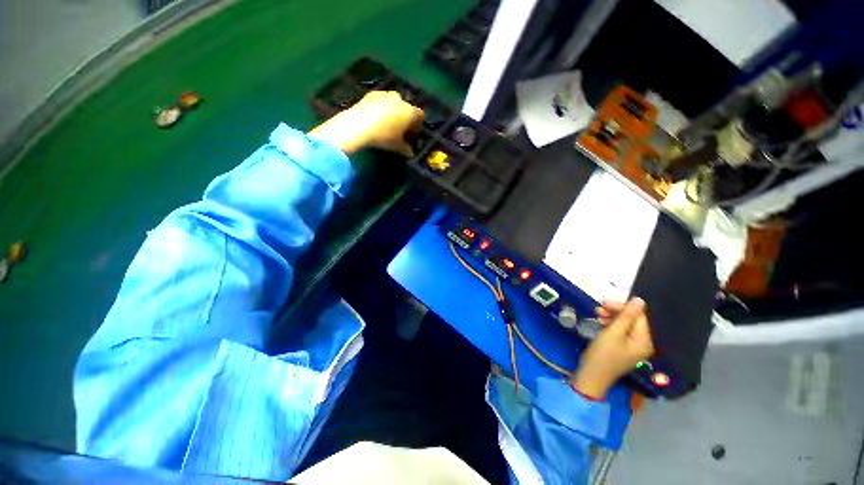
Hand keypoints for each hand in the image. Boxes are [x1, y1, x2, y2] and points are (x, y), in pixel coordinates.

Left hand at [309, 91, 424, 155]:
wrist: (357, 125)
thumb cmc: (382, 137)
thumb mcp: (395, 147)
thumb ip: (405, 149)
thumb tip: (410, 153)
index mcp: (411, 112)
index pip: (419, 117)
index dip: (415, 127)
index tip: (409, 137)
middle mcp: (401, 100)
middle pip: (406, 108)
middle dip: (402, 118)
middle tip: (395, 130)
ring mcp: (386, 95)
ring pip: (392, 103)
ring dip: (390, 111)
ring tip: (382, 123)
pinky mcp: (371, 94)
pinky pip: (379, 101)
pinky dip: (378, 107)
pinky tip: (371, 117)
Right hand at [570, 297, 653, 400]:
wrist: (588, 382)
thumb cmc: (602, 357)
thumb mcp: (613, 333)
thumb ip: (627, 315)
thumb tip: (640, 299)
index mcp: (644, 340)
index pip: (638, 315)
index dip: (623, 307)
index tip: (605, 303)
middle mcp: (643, 344)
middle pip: (633, 320)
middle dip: (617, 313)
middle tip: (600, 308)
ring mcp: (633, 349)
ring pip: (626, 326)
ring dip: (613, 319)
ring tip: (597, 315)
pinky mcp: (624, 352)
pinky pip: (622, 334)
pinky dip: (612, 328)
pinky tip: (601, 324)